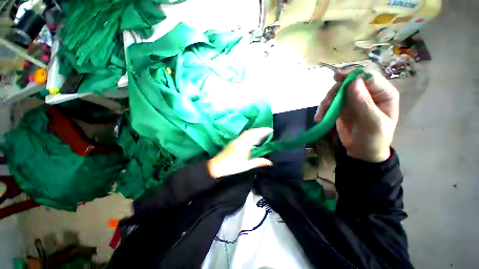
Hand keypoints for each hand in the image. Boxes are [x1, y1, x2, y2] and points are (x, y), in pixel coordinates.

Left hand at [207, 128, 273, 177]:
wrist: (217, 165)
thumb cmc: (232, 166)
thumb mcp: (246, 166)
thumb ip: (258, 162)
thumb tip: (270, 162)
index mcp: (244, 145)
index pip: (255, 135)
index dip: (263, 131)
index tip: (271, 130)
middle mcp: (240, 140)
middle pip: (251, 131)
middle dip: (260, 129)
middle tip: (268, 130)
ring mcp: (236, 139)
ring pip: (247, 132)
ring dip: (255, 131)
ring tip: (262, 133)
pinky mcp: (234, 141)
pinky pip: (244, 134)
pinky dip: (250, 133)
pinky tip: (253, 137)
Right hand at [315, 70, 399, 162]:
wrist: (363, 152)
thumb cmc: (374, 139)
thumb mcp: (373, 123)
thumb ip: (364, 103)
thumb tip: (353, 82)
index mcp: (382, 93)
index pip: (368, 77)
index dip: (352, 75)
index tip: (337, 78)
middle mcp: (367, 93)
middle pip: (348, 83)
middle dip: (334, 92)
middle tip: (325, 105)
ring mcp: (353, 100)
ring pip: (336, 92)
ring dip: (326, 102)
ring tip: (321, 115)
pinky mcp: (342, 107)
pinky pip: (331, 103)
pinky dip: (323, 109)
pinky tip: (319, 118)